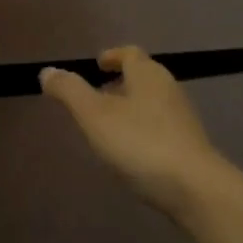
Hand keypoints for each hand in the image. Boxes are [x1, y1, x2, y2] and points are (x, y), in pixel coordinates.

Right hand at [40, 46, 223, 217]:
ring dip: (131, 106)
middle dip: (121, 82)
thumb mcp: (95, 116)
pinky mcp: (189, 145)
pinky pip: (160, 126)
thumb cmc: (140, 143)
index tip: (98, 64)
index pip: (130, 54)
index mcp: (147, 74)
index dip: (113, 56)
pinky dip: (142, 128)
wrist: (195, 188)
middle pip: (143, 76)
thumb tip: (47, 71)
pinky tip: (131, 150)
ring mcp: (182, 118)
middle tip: (97, 95)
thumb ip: (70, 92)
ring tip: (109, 124)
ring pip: (152, 102)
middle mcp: (168, 89)